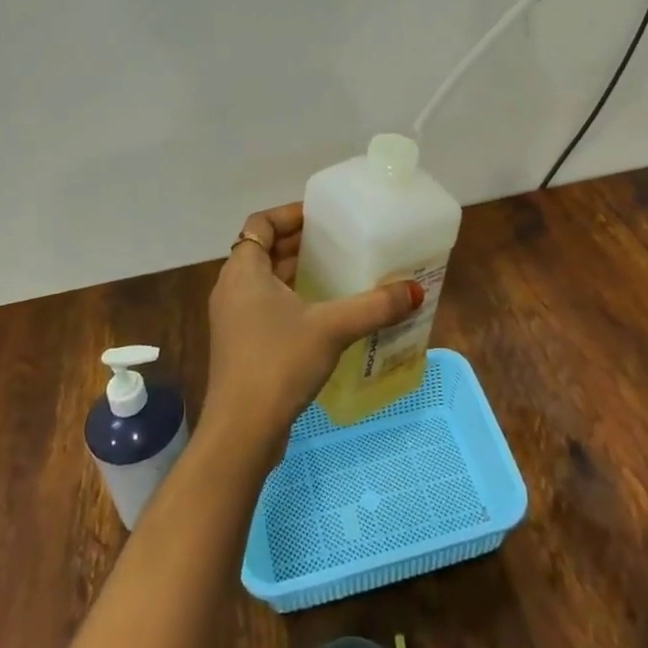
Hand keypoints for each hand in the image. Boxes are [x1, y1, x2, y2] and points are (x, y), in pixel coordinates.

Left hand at [201, 203, 422, 450]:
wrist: (242, 433)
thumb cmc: (279, 362)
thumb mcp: (332, 328)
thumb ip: (374, 306)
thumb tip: (415, 291)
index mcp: (243, 271)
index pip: (262, 223)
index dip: (290, 214)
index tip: (322, 216)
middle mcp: (232, 289)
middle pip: (265, 251)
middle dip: (300, 243)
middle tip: (339, 241)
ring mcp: (234, 320)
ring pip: (266, 282)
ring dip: (296, 273)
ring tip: (337, 272)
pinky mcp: (241, 347)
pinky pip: (267, 308)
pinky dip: (292, 301)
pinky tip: (324, 315)